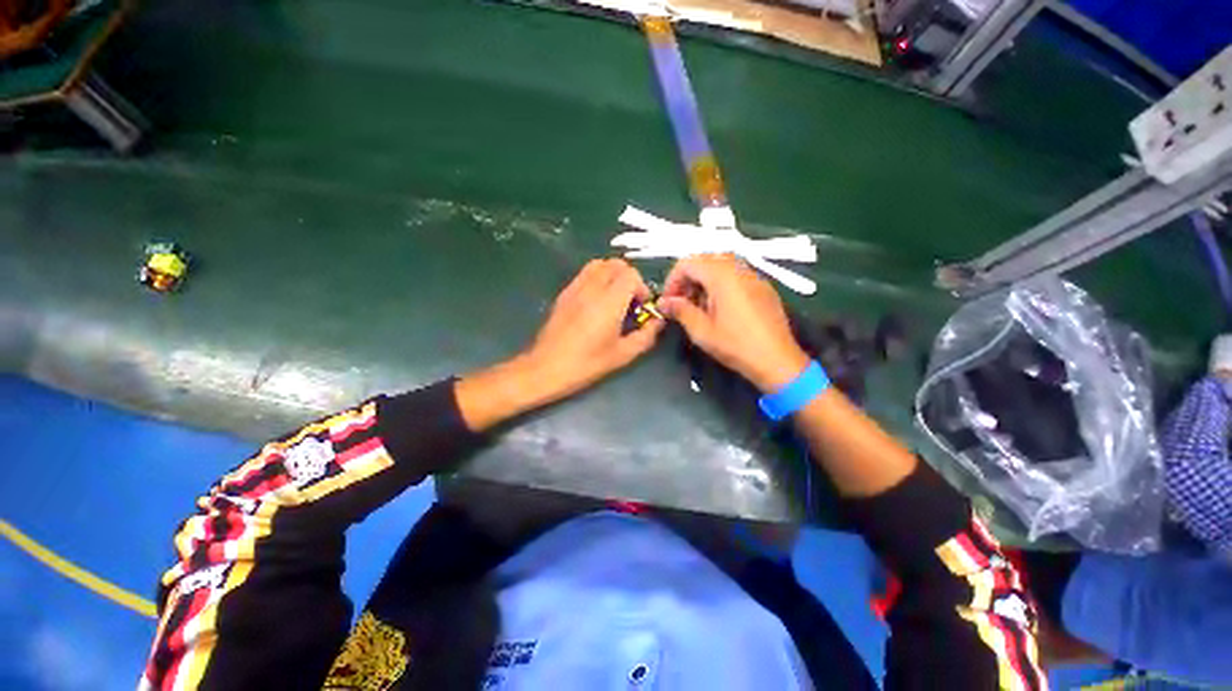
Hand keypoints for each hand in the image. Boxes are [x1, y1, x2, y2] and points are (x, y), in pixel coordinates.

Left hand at [456, 259, 664, 430]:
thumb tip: (658, 321)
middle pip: (616, 264)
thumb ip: (645, 336)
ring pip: (599, 265)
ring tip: (615, 298)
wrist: (546, 368)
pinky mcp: (564, 293)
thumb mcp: (623, 355)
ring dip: (612, 275)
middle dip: (629, 278)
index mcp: (609, 301)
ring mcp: (575, 288)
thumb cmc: (586, 364)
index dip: (642, 288)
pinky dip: (597, 279)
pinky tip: (597, 302)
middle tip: (631, 302)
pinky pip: (584, 274)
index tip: (641, 308)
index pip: (631, 275)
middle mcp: (592, 288)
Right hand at [659, 254, 808, 392]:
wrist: (777, 360)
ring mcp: (754, 276)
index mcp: (722, 276)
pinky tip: (720, 308)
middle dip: (688, 279)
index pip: (688, 262)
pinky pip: (736, 275)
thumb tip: (664, 302)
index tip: (668, 301)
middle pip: (705, 261)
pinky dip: (721, 284)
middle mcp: (739, 269)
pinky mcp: (763, 287)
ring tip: (699, 306)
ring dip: (704, 281)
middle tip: (682, 303)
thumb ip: (680, 311)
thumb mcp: (701, 331)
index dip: (673, 280)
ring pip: (721, 266)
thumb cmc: (736, 345)